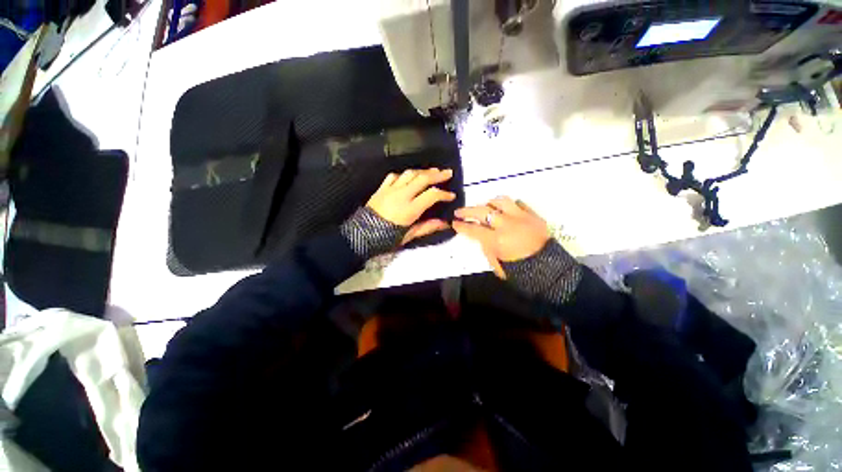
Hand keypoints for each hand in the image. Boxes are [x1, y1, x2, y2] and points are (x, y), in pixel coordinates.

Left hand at [367, 168, 455, 244]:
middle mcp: (401, 195)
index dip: (444, 194)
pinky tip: (409, 177)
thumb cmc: (386, 238)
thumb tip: (445, 223)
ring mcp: (390, 190)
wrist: (361, 235)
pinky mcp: (381, 188)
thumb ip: (427, 227)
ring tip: (432, 171)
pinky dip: (404, 175)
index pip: (432, 195)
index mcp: (410, 209)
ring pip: (409, 174)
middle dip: (437, 174)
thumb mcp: (408, 236)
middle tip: (448, 172)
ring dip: (422, 171)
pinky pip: (394, 176)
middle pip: (422, 178)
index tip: (451, 196)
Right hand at [453, 197, 549, 277]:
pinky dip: (509, 205)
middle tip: (459, 212)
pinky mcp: (533, 215)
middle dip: (467, 211)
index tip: (454, 223)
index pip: (473, 229)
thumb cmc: (522, 272)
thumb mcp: (498, 266)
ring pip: (501, 201)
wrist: (551, 270)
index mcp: (497, 240)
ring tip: (484, 206)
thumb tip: (481, 238)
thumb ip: (487, 250)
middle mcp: (506, 225)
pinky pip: (519, 203)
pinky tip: (505, 209)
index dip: (461, 226)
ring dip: (489, 203)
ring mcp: (521, 217)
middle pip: (482, 211)